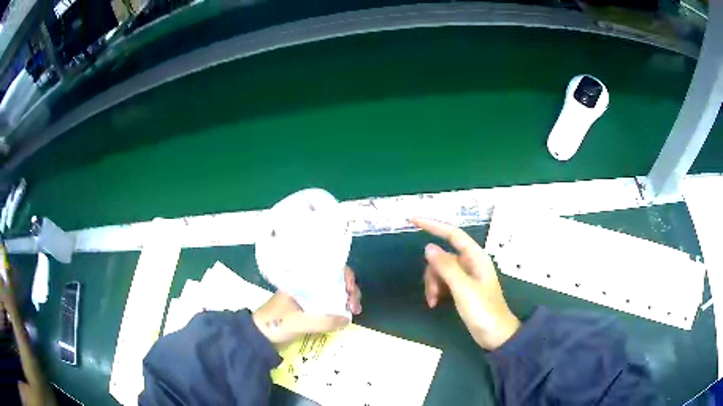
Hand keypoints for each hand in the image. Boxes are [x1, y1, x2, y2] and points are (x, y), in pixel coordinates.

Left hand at [253, 266, 361, 344]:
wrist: (258, 337)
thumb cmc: (276, 324)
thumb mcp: (299, 323)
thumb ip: (324, 322)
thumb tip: (347, 319)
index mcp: (302, 281)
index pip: (329, 270)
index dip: (346, 277)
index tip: (351, 291)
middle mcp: (307, 285)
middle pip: (335, 280)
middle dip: (350, 290)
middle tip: (355, 306)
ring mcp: (308, 297)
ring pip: (333, 292)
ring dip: (346, 299)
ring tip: (354, 312)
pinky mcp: (308, 309)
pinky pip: (328, 304)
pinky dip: (339, 308)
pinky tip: (345, 316)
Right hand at [412, 218, 519, 350]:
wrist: (495, 335)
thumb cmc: (483, 311)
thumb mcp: (463, 289)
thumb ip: (446, 267)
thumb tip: (429, 247)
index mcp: (476, 258)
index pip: (453, 234)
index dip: (434, 225)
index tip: (413, 220)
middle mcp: (471, 263)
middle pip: (443, 256)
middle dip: (432, 272)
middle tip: (431, 293)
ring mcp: (466, 276)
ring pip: (440, 270)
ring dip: (433, 284)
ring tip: (433, 302)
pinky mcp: (462, 289)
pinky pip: (444, 281)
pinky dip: (437, 290)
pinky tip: (435, 303)